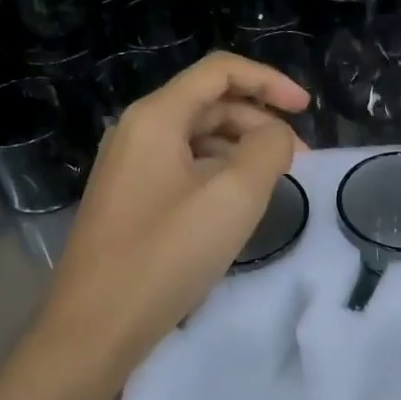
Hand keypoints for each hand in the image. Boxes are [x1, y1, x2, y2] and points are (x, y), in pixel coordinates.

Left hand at [39, 52, 309, 369]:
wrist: (93, 329)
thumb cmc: (165, 255)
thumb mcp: (233, 196)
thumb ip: (268, 149)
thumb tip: (275, 136)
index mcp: (155, 116)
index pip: (220, 70)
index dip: (269, 80)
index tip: (306, 109)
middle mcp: (137, 130)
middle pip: (209, 103)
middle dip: (259, 121)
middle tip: (298, 160)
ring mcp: (128, 166)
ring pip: (196, 138)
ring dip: (240, 149)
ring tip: (273, 184)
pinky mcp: (129, 199)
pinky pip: (182, 168)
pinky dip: (217, 173)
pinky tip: (236, 205)